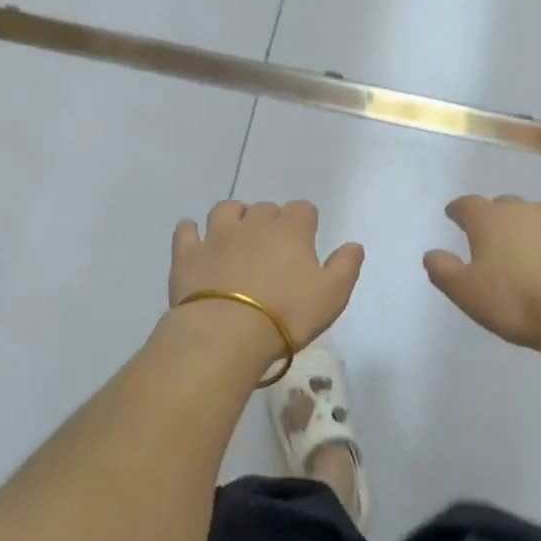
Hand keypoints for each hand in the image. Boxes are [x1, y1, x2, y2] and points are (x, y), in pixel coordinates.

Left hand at [168, 201, 363, 362]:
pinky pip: (187, 230)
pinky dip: (192, 232)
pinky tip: (196, 240)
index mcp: (291, 230)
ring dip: (234, 217)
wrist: (227, 332)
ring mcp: (217, 235)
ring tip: (237, 238)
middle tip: (273, 251)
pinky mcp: (188, 253)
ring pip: (226, 209)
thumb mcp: (332, 295)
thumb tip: (353, 245)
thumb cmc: (288, 314)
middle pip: (266, 208)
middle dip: (271, 222)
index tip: (305, 243)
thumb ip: (346, 266)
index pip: (303, 209)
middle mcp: (254, 223)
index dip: (306, 223)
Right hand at [424, 195, 540, 348]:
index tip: (454, 216)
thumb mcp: (465, 292)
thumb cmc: (514, 301)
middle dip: (496, 219)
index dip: (458, 210)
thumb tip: (431, 254)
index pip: (467, 204)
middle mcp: (526, 210)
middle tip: (493, 241)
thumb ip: (443, 270)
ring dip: (531, 230)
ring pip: (540, 218)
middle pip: (505, 206)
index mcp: (490, 220)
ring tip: (530, 255)